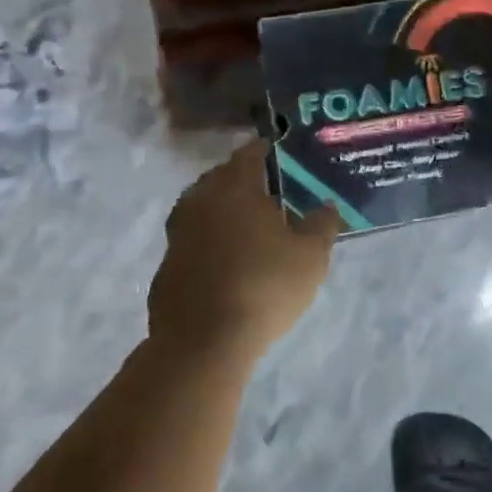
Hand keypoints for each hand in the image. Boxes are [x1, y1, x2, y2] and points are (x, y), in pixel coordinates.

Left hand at [149, 140, 340, 363]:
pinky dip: (205, 242)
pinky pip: (190, 243)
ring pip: (199, 209)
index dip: (262, 149)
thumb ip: (322, 224)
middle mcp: (200, 204)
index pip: (248, 156)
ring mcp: (177, 237)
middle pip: (218, 179)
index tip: (273, 148)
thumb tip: (326, 205)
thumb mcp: (311, 256)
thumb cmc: (265, 287)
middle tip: (263, 187)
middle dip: (238, 178)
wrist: (203, 342)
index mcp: (235, 190)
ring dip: (219, 210)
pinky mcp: (165, 269)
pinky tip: (222, 261)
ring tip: (243, 223)